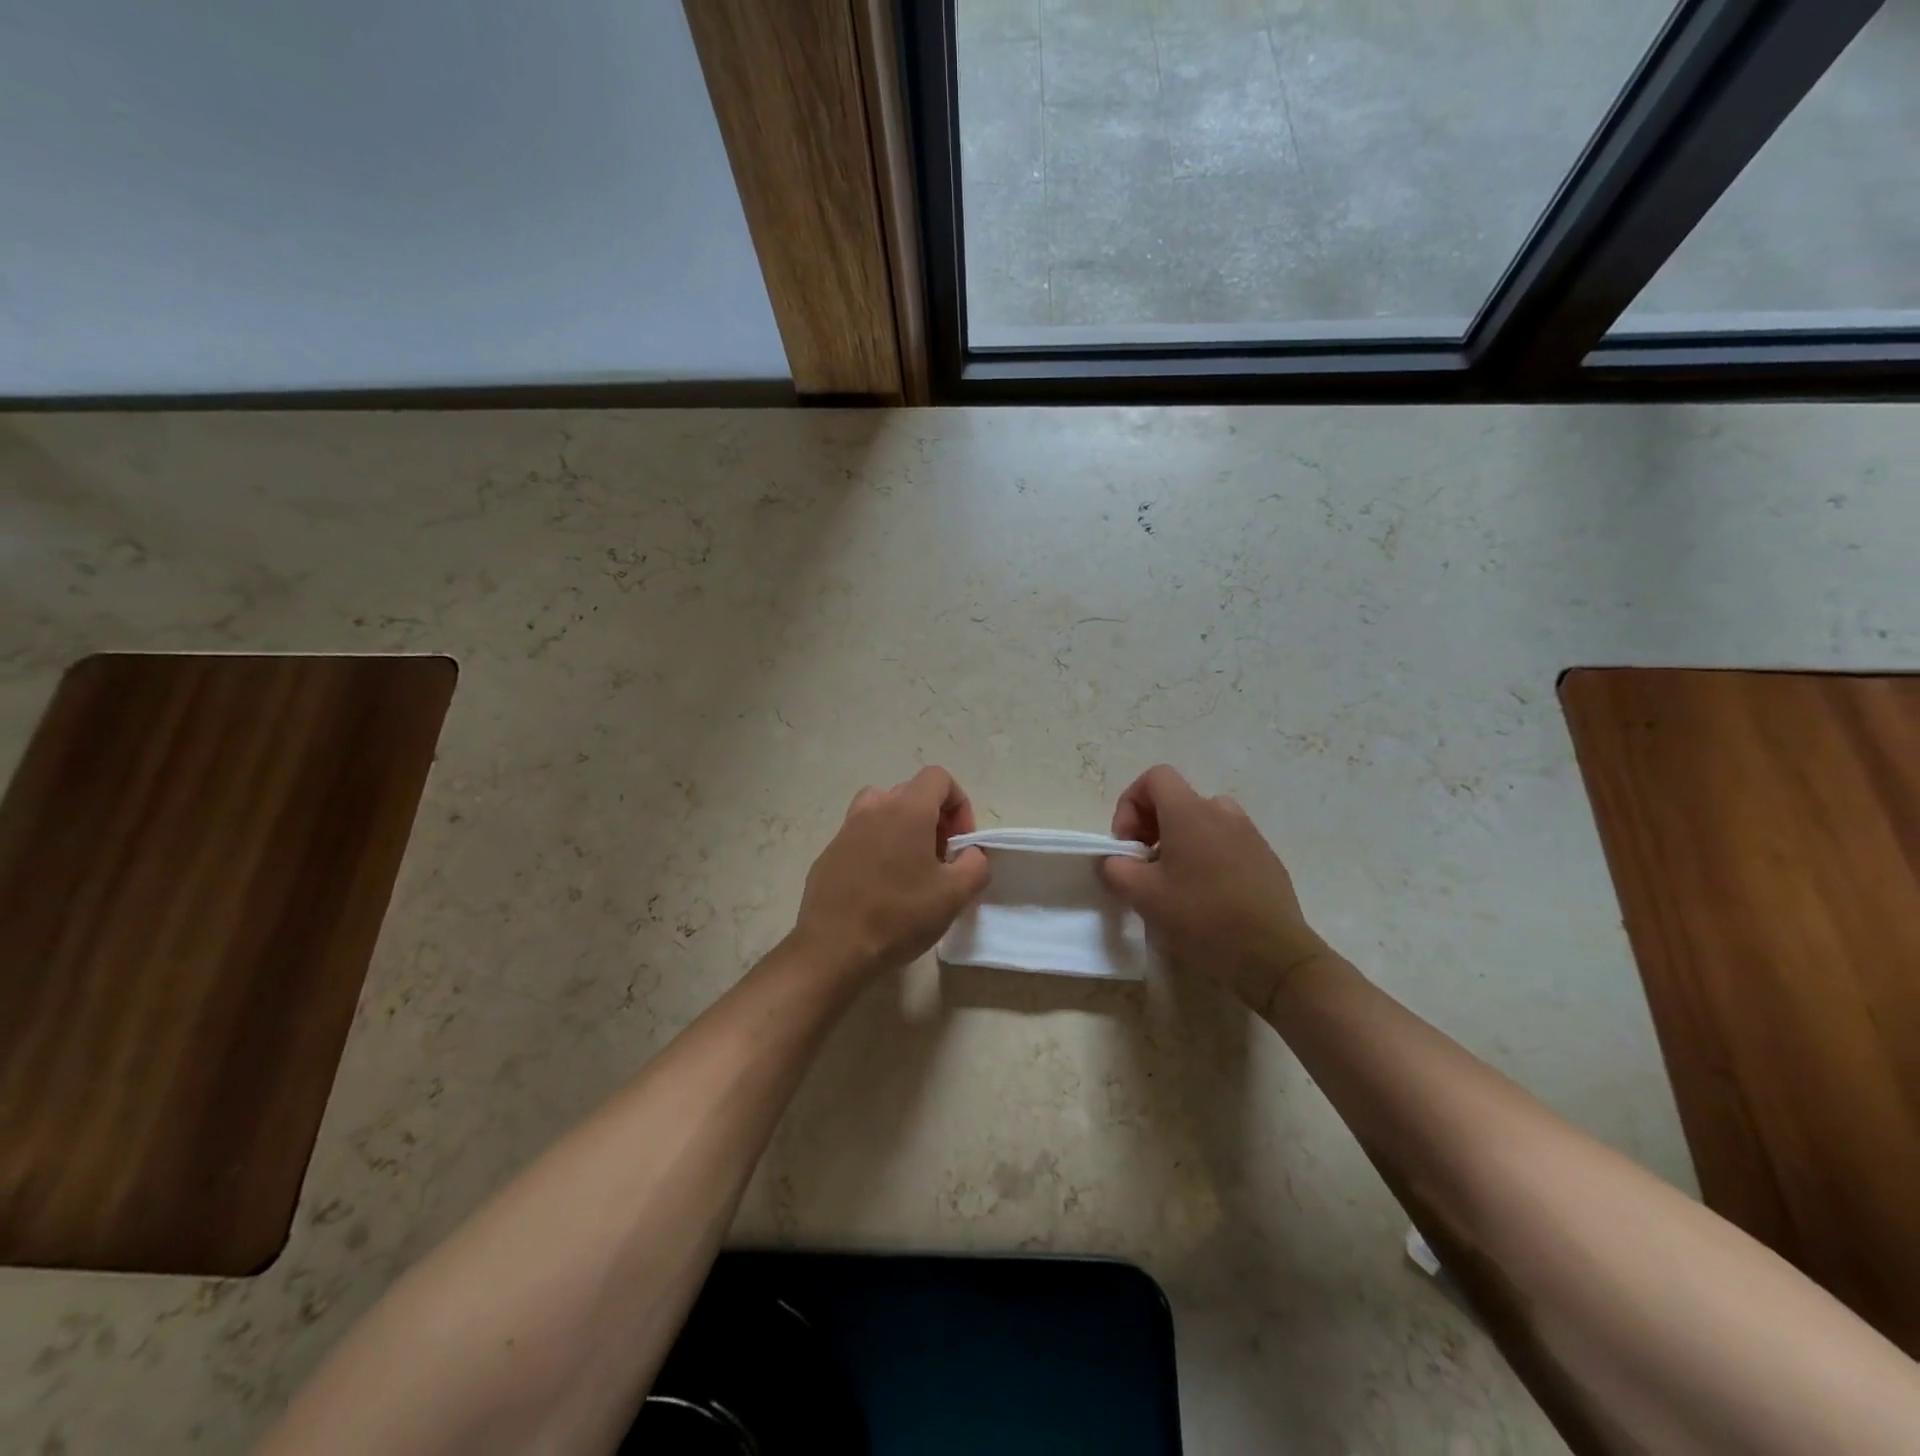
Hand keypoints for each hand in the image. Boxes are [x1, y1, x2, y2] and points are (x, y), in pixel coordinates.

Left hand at [789, 766, 990, 981]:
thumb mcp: (955, 894)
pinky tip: (880, 887)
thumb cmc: (899, 916)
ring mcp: (846, 829)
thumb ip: (975, 864)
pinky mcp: (829, 853)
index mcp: (906, 809)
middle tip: (941, 859)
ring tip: (910, 867)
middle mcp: (873, 808)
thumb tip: (970, 854)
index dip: (959, 804)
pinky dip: (877, 848)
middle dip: (934, 818)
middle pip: (911, 793)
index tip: (960, 843)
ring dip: (903, 828)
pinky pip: (861, 836)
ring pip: (882, 811)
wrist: (834, 949)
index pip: (938, 778)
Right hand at [1100, 765, 1329, 1010]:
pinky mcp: (1266, 859)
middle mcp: (1222, 812)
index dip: (1130, 804)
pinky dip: (1208, 858)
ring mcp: (1249, 834)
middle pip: (1177, 801)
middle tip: (1145, 866)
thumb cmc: (1202, 917)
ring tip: (1175, 882)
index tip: (1128, 844)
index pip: (1155, 778)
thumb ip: (1115, 869)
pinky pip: (1227, 844)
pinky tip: (1207, 898)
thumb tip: (1114, 862)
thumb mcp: (1142, 895)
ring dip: (1181, 842)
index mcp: (1189, 812)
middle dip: (1152, 827)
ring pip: (1203, 823)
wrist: (1273, 956)